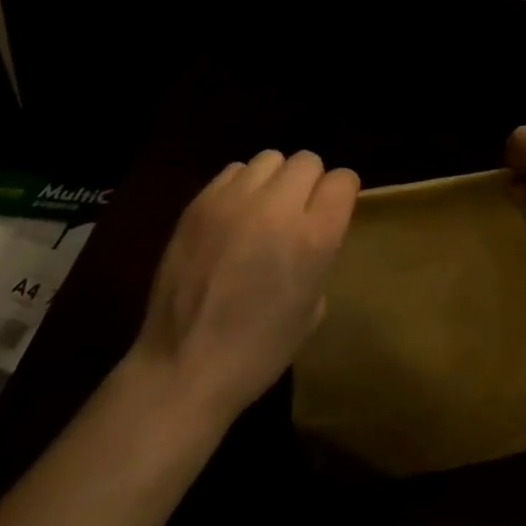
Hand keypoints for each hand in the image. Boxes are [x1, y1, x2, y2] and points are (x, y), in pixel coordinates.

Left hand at [131, 150, 358, 422]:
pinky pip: (234, 171)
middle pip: (308, 160)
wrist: (182, 367)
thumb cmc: (257, 352)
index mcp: (313, 239)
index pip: (343, 180)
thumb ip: (319, 255)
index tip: (334, 209)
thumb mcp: (311, 310)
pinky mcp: (200, 202)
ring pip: (270, 158)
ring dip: (275, 180)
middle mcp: (277, 208)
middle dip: (310, 183)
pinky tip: (233, 216)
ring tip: (263, 210)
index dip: (342, 193)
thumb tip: (311, 227)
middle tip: (298, 212)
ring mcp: (235, 201)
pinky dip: (242, 186)